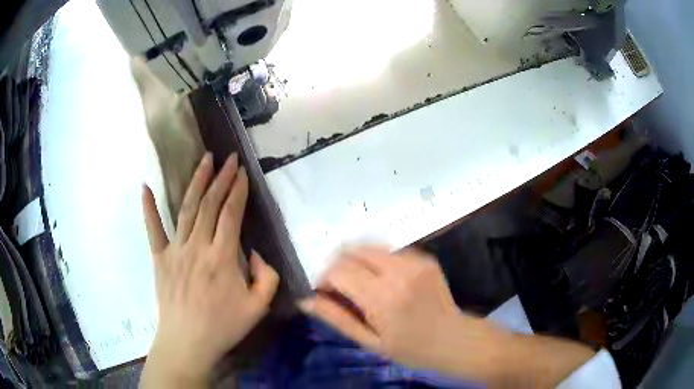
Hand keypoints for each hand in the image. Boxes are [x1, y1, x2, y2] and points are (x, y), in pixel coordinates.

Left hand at [141, 153, 278, 387]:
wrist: (188, 343)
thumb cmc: (223, 326)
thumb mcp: (258, 307)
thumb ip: (268, 277)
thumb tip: (257, 253)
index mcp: (222, 258)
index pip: (231, 214)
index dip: (238, 190)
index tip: (242, 171)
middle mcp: (197, 246)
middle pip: (210, 205)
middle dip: (221, 178)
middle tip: (228, 158)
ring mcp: (175, 250)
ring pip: (186, 209)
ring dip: (196, 182)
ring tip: (204, 160)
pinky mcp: (160, 258)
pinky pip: (153, 230)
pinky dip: (148, 208)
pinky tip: (145, 187)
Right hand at [300, 247, 503, 380]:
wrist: (454, 339)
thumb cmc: (410, 348)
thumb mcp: (369, 341)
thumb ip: (336, 318)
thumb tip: (305, 300)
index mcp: (381, 298)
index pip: (338, 270)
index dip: (324, 277)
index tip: (324, 291)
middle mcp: (397, 272)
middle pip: (352, 250)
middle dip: (338, 264)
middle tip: (340, 287)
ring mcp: (414, 261)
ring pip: (369, 247)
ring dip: (357, 261)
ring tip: (362, 284)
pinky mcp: (425, 257)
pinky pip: (390, 251)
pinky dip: (377, 261)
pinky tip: (383, 280)